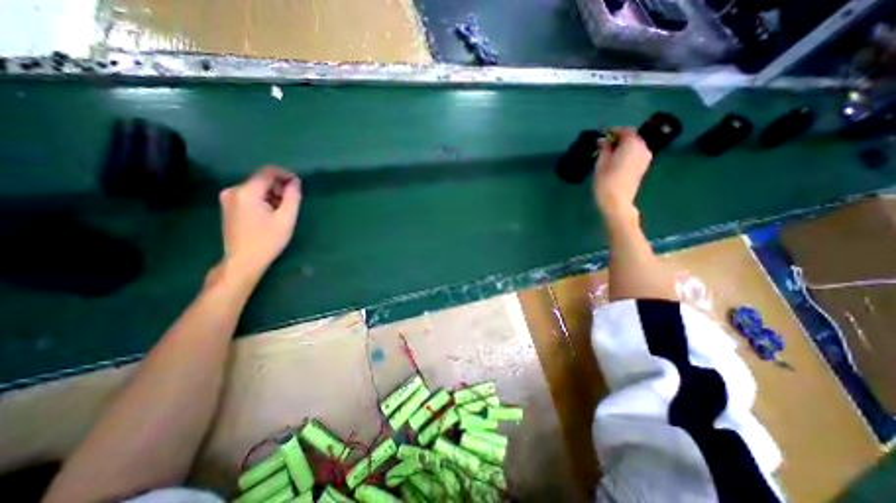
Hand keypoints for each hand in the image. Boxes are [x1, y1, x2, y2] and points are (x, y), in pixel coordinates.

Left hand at [216, 167, 299, 284]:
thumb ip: (292, 197)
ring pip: (256, 188)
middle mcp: (233, 191)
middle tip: (292, 202)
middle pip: (261, 180)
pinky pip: (249, 196)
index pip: (267, 172)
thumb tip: (295, 182)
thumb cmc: (267, 240)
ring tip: (283, 211)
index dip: (285, 174)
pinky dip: (263, 200)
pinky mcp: (228, 207)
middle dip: (279, 187)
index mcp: (246, 192)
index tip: (298, 184)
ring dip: (272, 195)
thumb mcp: (286, 219)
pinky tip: (270, 214)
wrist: (243, 261)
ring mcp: (228, 199)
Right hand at [593, 127, 652, 221]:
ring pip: (635, 146)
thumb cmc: (606, 181)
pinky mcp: (643, 167)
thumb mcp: (601, 163)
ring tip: (610, 153)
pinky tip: (617, 160)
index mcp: (632, 144)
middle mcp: (643, 148)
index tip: (602, 134)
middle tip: (605, 144)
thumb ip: (604, 149)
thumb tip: (602, 140)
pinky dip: (628, 153)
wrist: (617, 202)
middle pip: (633, 137)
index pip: (625, 130)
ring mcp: (645, 158)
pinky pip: (636, 154)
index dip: (613, 130)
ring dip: (624, 146)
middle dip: (620, 138)